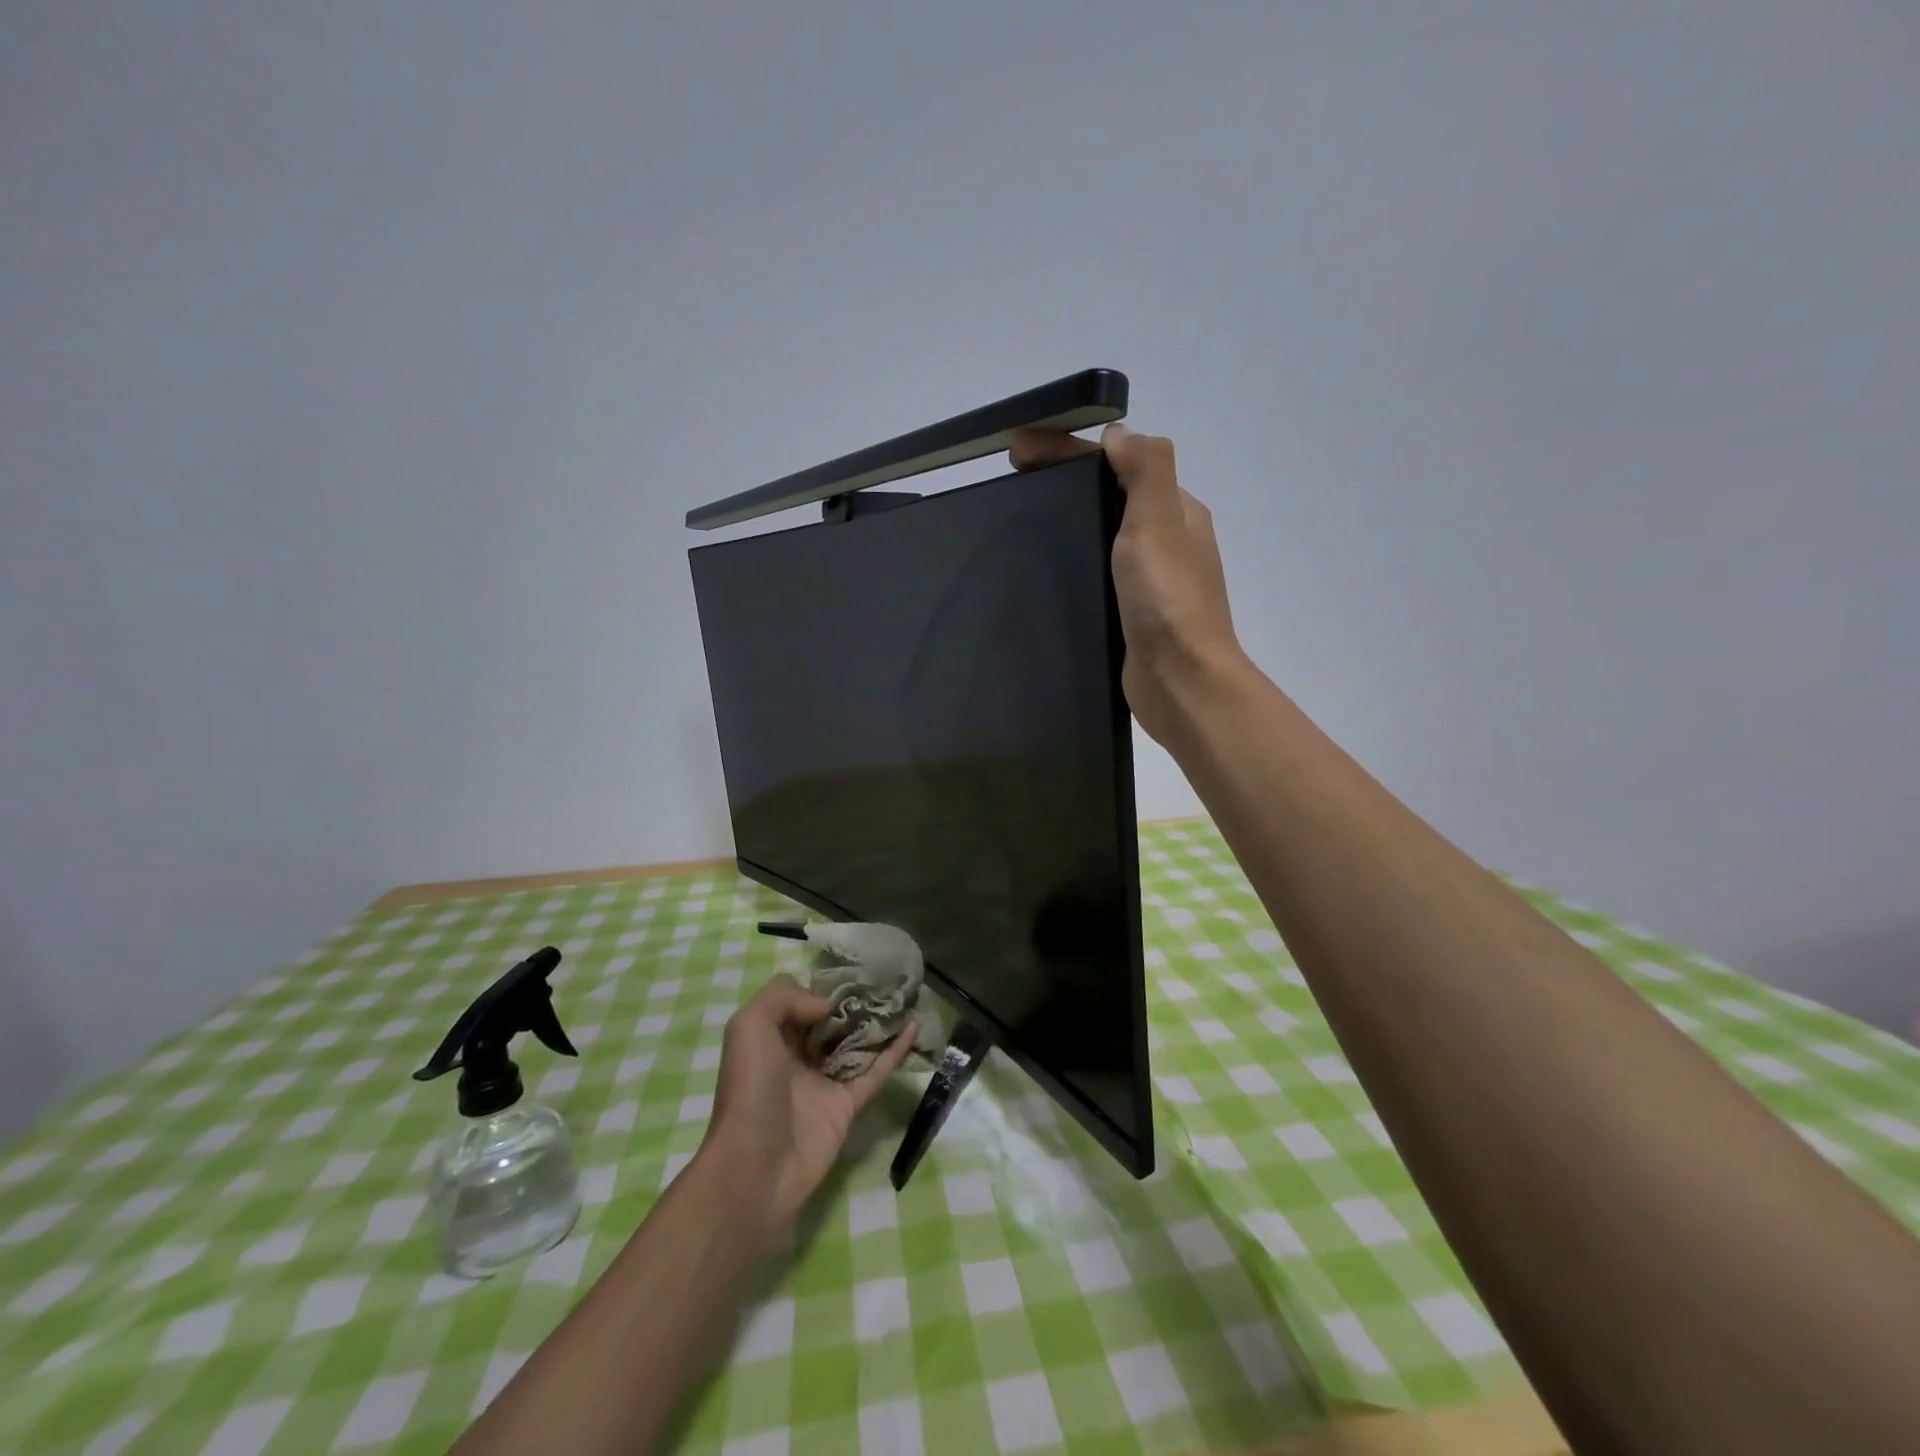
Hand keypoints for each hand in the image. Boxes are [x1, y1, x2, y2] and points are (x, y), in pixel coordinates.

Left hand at [704, 973, 915, 1228]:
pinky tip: (914, 1027)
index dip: (821, 985)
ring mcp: (825, 1081)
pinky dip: (896, 1051)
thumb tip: (827, 1006)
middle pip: (832, 1021)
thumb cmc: (750, 1089)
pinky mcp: (849, 1105)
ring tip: (905, 994)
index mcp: (771, 1038)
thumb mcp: (749, 1026)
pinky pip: (876, 1072)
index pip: (800, 1001)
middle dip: (855, 1000)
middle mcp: (798, 1056)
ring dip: (879, 1021)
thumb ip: (785, 998)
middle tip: (885, 977)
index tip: (850, 969)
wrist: (756, 1165)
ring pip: (857, 1043)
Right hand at [1009, 423, 1245, 742]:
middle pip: (1108, 493)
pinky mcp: (1130, 611)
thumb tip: (1119, 433)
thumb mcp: (1158, 521)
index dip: (1068, 449)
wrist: (1181, 680)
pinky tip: (1044, 566)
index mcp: (1174, 510)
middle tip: (1011, 478)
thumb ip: (1145, 469)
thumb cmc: (1167, 599)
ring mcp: (1148, 578)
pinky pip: (1098, 570)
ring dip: (1065, 516)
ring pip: (1102, 531)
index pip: (1117, 462)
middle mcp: (1165, 539)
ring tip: (1019, 518)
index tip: (1018, 449)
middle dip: (1062, 477)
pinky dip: (1072, 556)